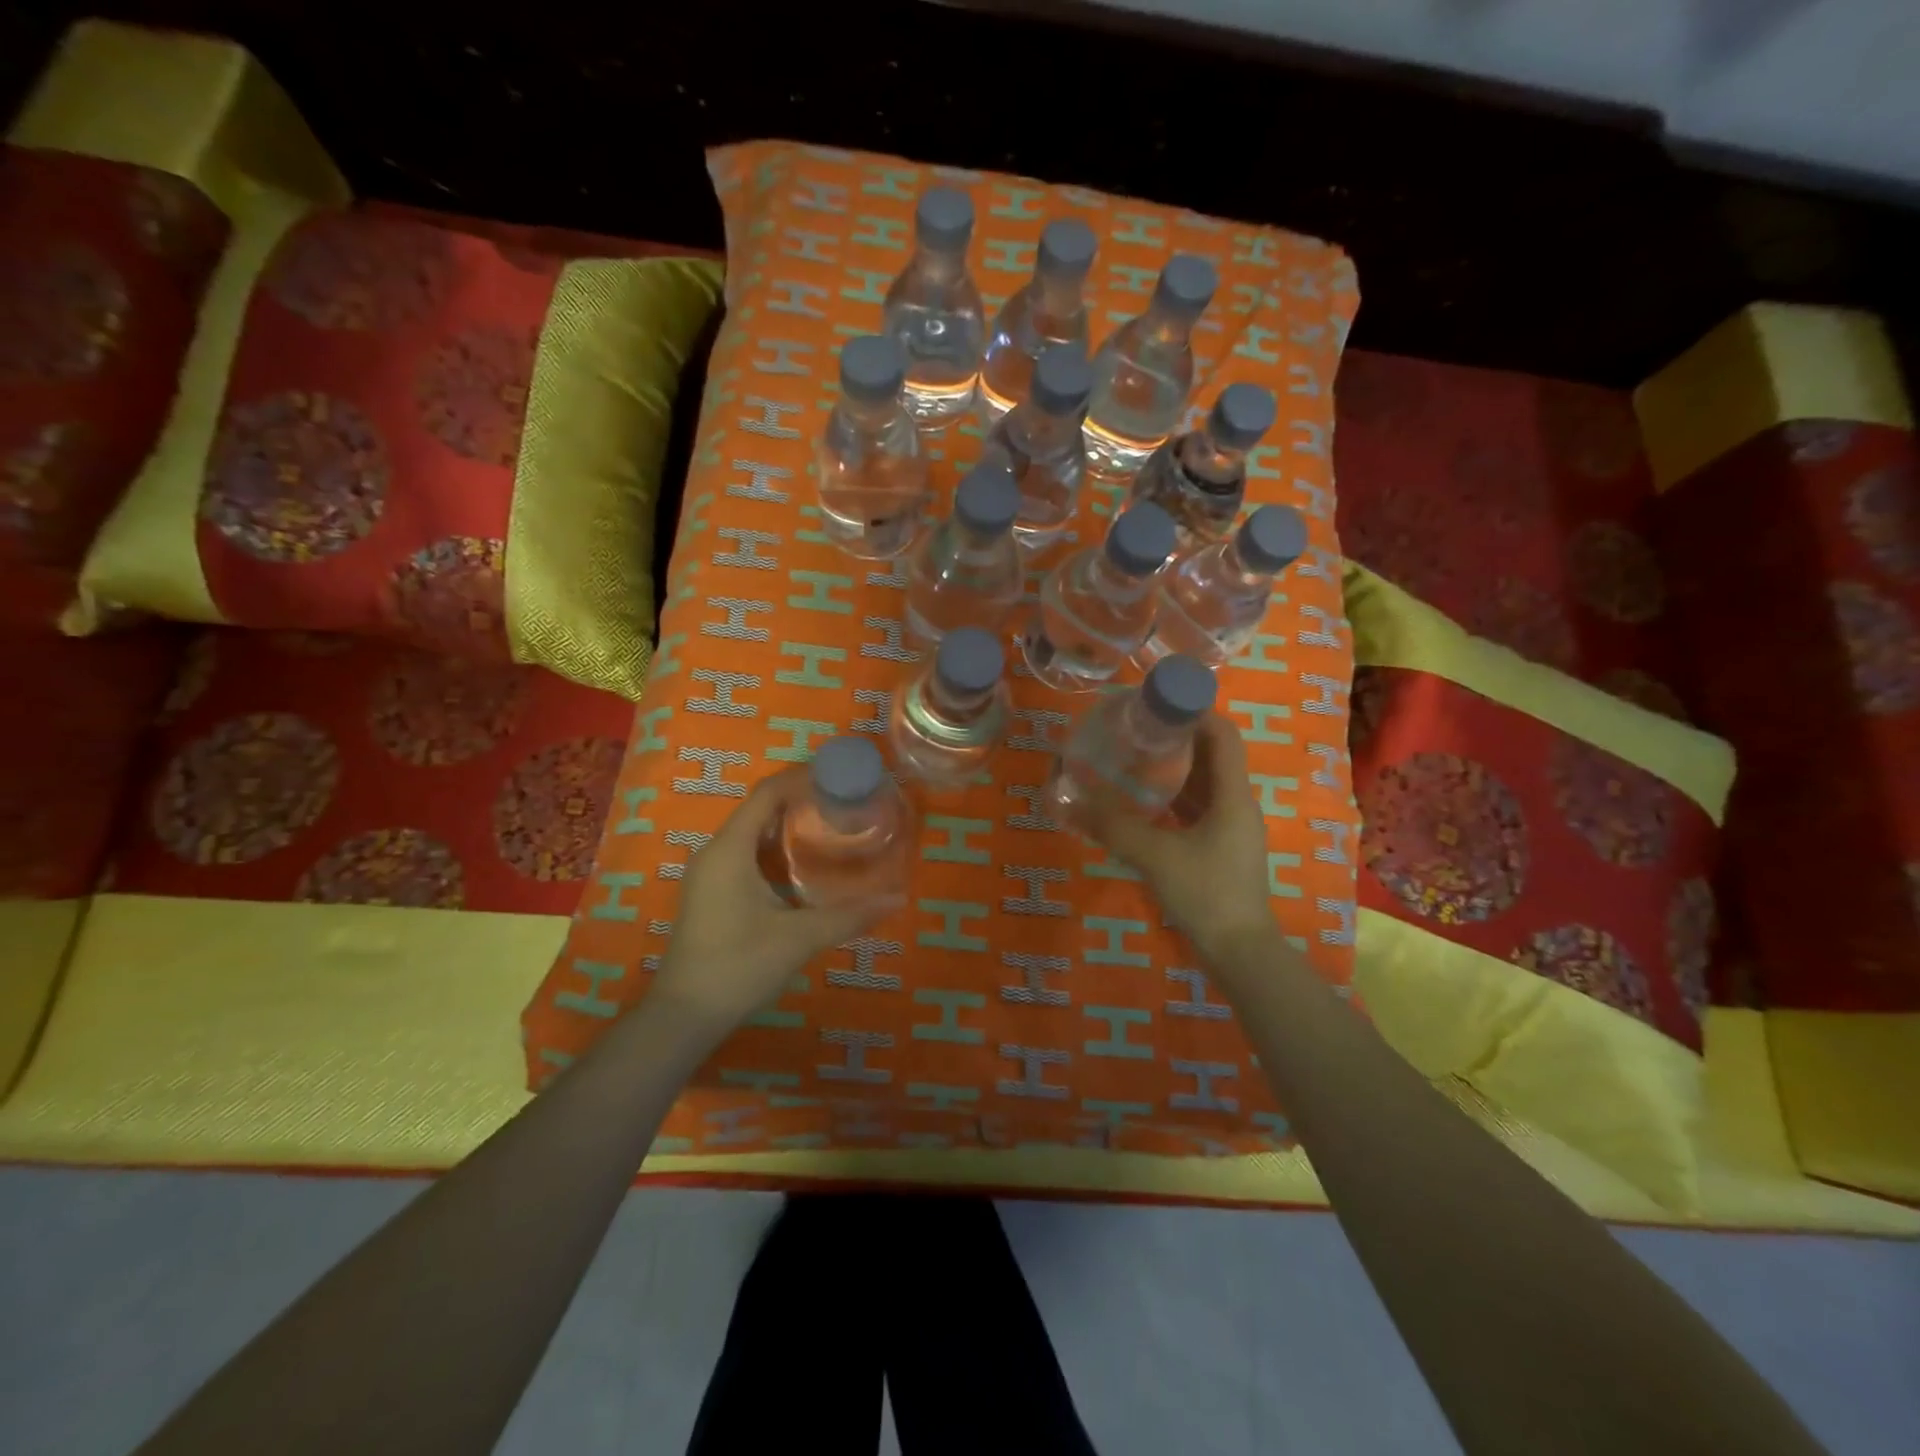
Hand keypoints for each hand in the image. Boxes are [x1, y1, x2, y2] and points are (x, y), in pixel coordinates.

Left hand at [652, 770, 903, 1027]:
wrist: (685, 1016)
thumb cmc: (738, 966)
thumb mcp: (799, 938)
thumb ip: (848, 915)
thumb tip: (897, 899)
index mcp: (730, 850)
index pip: (766, 794)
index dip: (800, 779)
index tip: (838, 777)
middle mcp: (715, 853)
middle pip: (760, 810)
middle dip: (801, 802)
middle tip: (844, 804)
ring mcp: (709, 875)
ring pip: (753, 834)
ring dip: (789, 827)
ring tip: (832, 828)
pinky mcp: (711, 894)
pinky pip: (746, 855)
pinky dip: (776, 850)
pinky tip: (804, 866)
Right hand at [1081, 713, 1272, 967]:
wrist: (1239, 952)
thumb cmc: (1206, 893)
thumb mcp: (1155, 855)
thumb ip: (1113, 827)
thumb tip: (1069, 802)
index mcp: (1233, 795)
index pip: (1223, 735)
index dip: (1196, 712)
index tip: (1158, 703)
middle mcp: (1237, 805)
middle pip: (1213, 756)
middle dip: (1178, 738)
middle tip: (1136, 729)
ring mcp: (1231, 830)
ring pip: (1205, 785)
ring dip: (1175, 769)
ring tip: (1135, 759)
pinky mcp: (1221, 850)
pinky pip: (1198, 810)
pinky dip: (1174, 799)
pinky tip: (1145, 803)